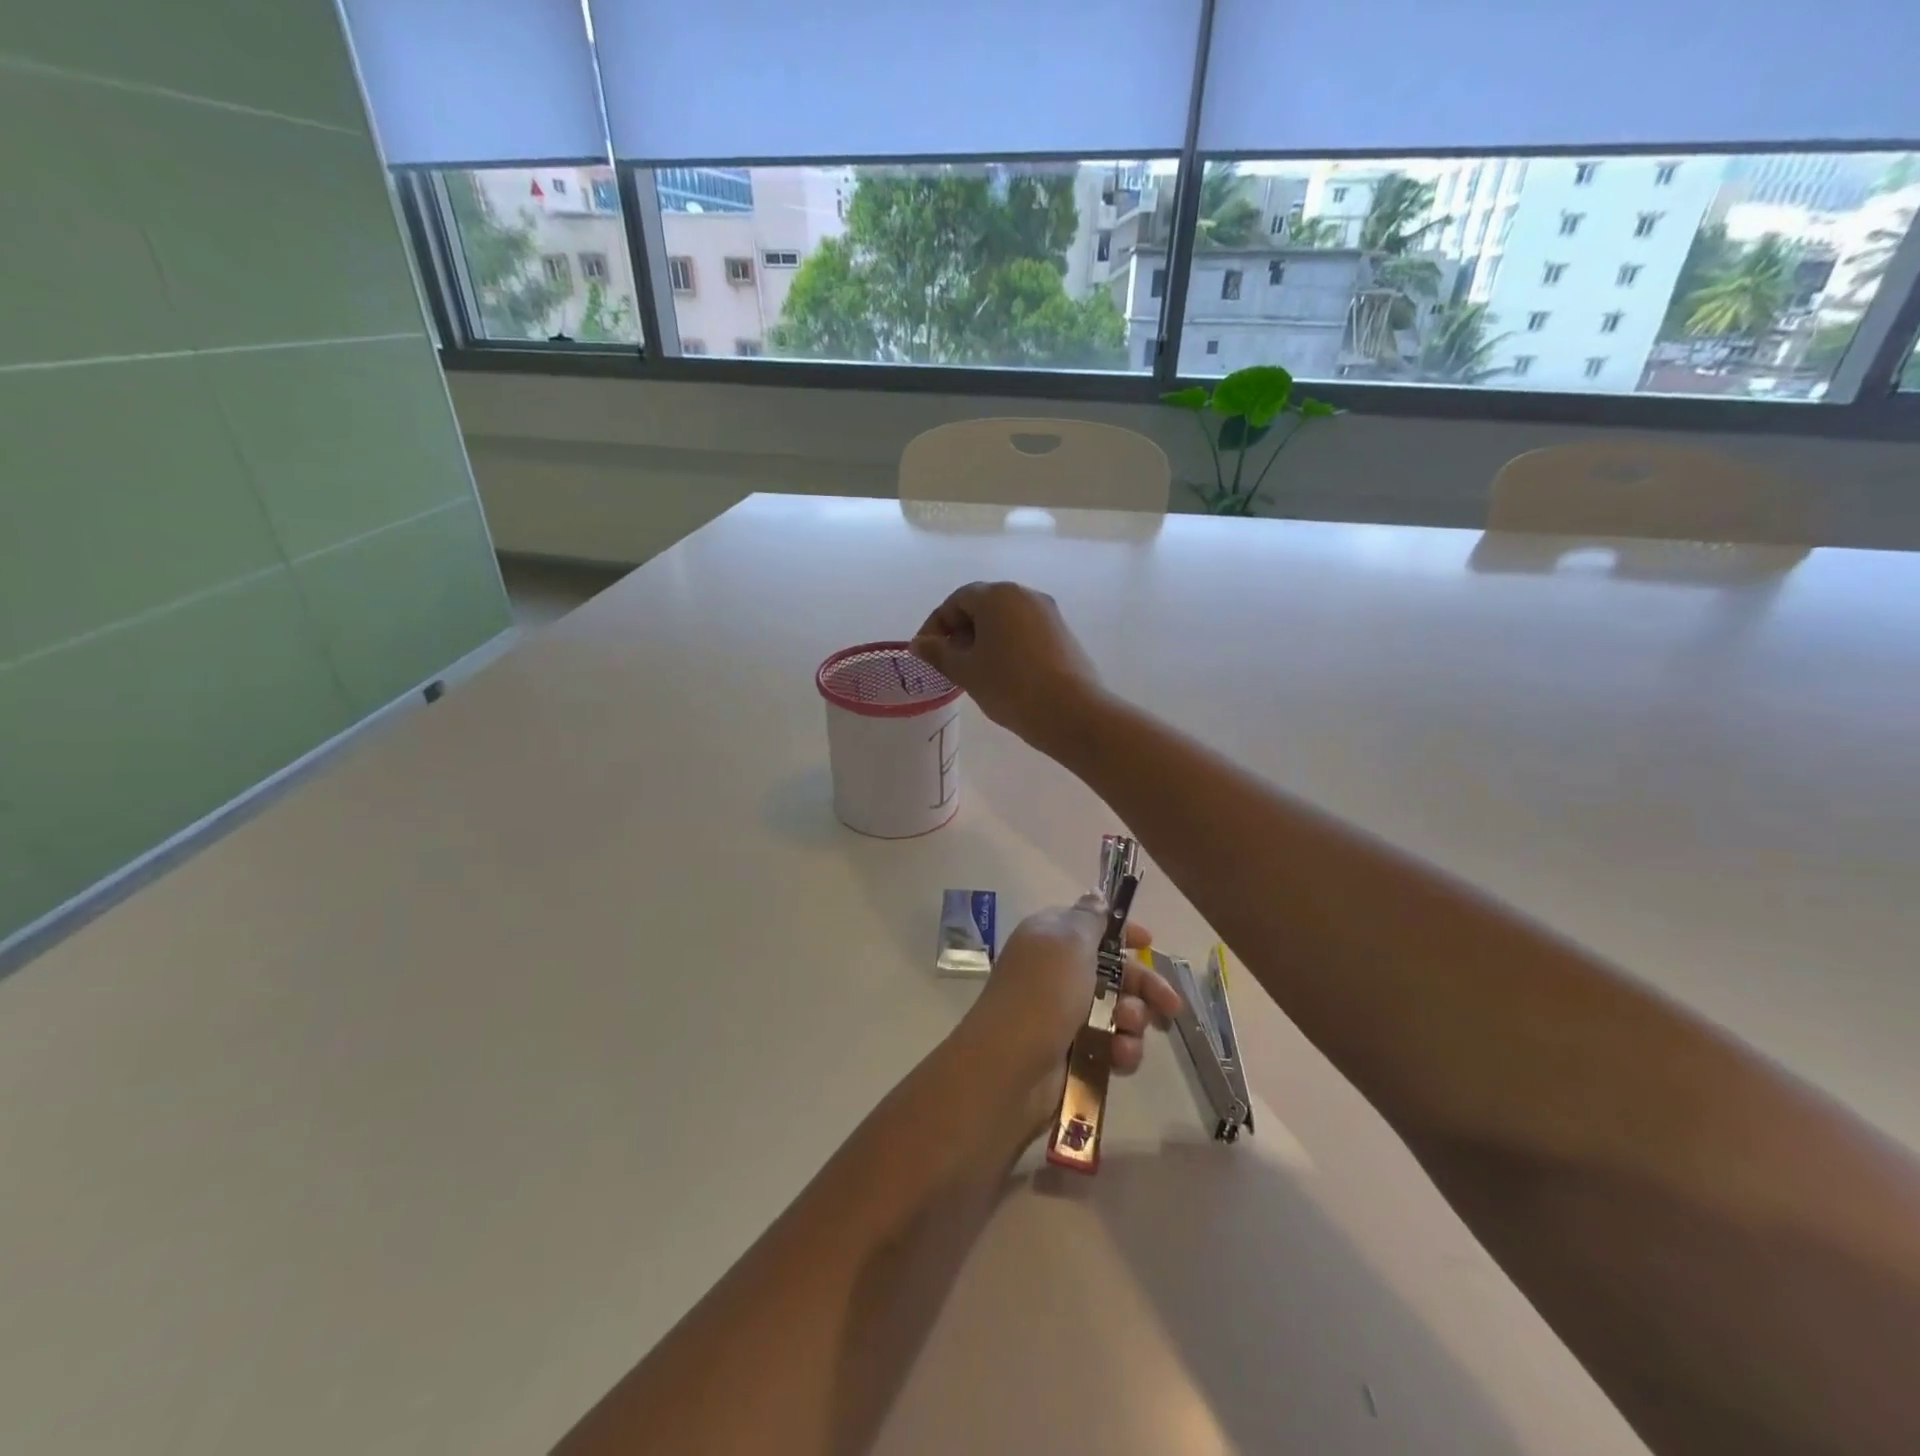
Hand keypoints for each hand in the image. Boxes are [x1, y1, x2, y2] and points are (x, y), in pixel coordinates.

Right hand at [911, 583, 1103, 754]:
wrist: (1071, 712)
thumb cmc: (1010, 686)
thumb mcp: (966, 671)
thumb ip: (938, 653)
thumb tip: (919, 643)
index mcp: (997, 596)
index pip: (956, 600)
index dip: (936, 625)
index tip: (926, 653)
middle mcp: (1025, 594)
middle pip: (983, 605)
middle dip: (960, 630)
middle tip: (949, 662)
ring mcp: (1048, 612)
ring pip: (1005, 619)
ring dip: (984, 639)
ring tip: (974, 671)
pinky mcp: (1063, 633)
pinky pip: (1025, 631)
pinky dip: (1007, 645)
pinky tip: (1003, 674)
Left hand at [960, 900, 1181, 1135]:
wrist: (1009, 1065)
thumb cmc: (1043, 993)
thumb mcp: (1069, 941)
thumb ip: (1089, 918)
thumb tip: (1095, 895)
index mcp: (1051, 939)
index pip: (1091, 926)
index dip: (1120, 932)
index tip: (1147, 941)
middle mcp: (1057, 972)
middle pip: (1113, 971)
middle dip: (1144, 985)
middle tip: (1170, 1003)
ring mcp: (1065, 1014)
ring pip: (1118, 1011)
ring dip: (1134, 1019)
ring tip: (1128, 1028)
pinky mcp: (1074, 1052)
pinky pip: (1112, 1045)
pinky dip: (1122, 1050)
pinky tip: (1121, 1056)